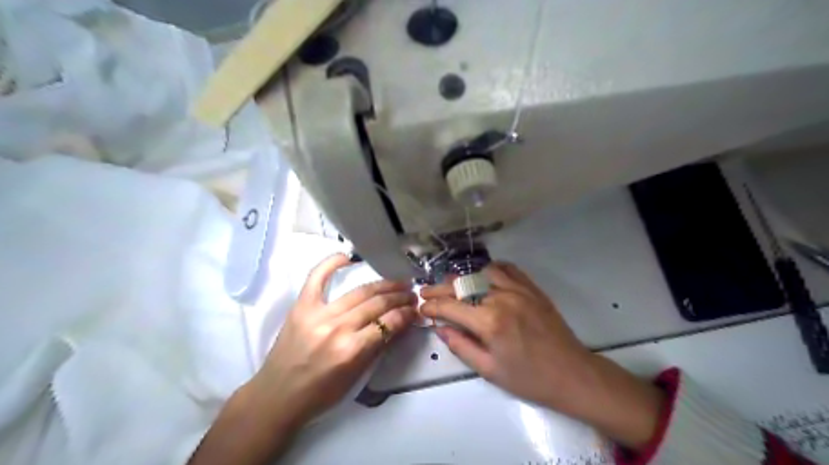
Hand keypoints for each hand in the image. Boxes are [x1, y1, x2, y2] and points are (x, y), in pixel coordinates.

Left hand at [246, 255, 414, 428]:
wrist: (276, 397)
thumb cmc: (320, 394)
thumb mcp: (356, 377)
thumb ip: (379, 347)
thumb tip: (400, 323)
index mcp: (352, 350)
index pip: (388, 323)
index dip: (406, 314)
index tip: (415, 309)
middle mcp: (337, 328)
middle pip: (376, 303)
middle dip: (399, 297)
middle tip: (411, 294)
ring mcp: (318, 314)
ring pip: (359, 291)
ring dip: (382, 284)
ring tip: (396, 282)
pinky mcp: (301, 307)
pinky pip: (317, 277)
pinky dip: (331, 264)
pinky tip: (348, 257)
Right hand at [422, 264, 664, 452]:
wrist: (572, 374)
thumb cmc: (529, 379)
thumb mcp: (489, 370)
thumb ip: (461, 346)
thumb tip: (440, 328)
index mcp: (488, 322)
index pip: (450, 306)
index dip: (432, 306)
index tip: (421, 307)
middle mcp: (500, 298)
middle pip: (462, 286)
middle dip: (440, 289)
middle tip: (426, 292)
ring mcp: (518, 290)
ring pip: (481, 273)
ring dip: (463, 277)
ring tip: (453, 285)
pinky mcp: (532, 288)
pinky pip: (508, 269)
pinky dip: (491, 269)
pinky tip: (483, 276)